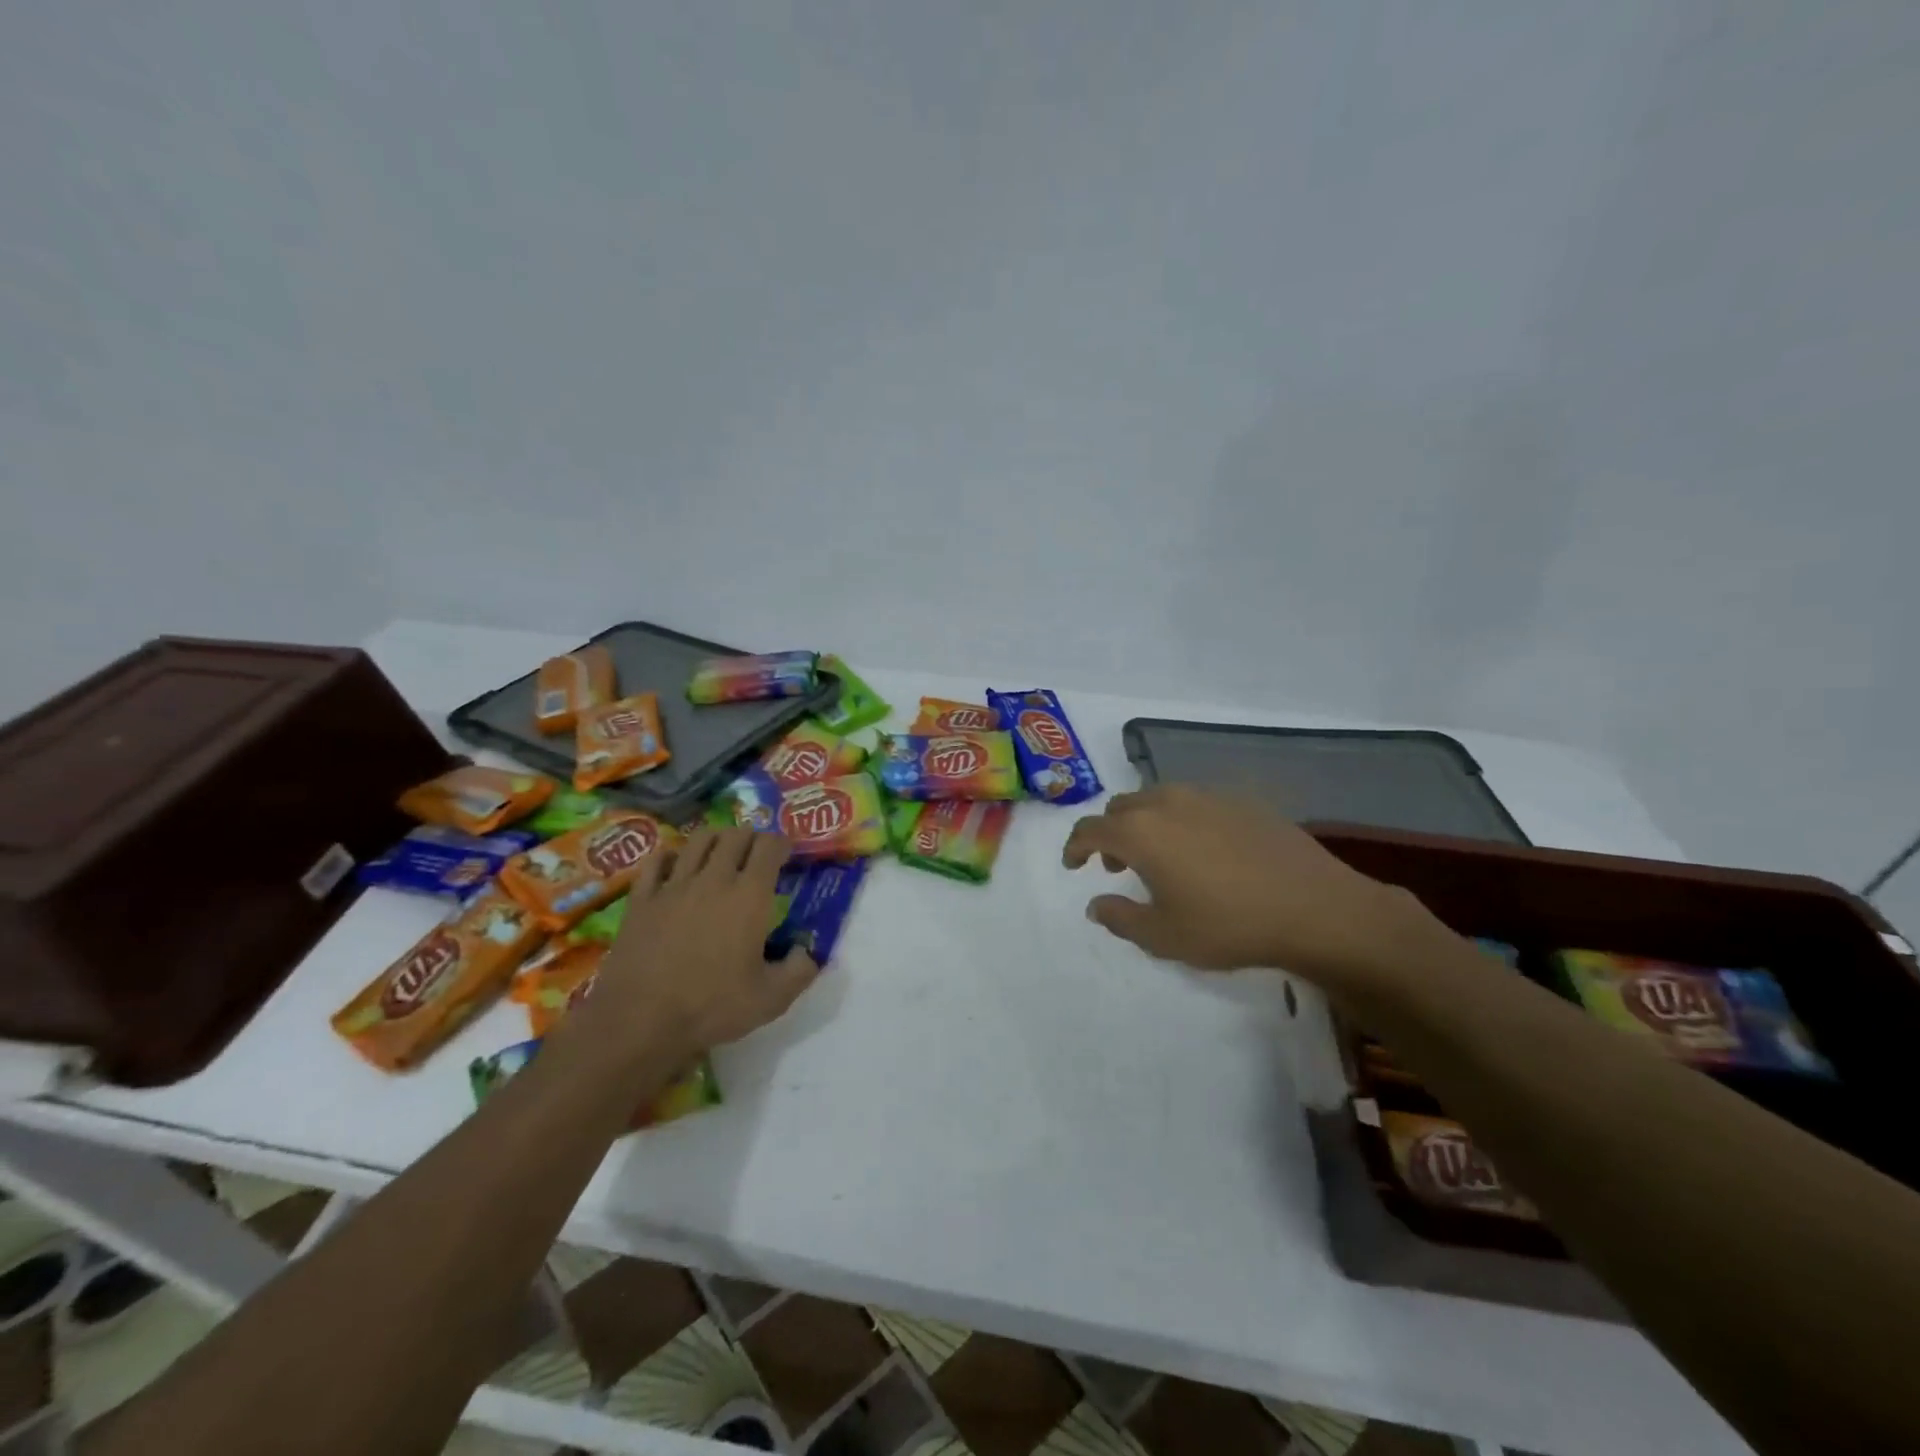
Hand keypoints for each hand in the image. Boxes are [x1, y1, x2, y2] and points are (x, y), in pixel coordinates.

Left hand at [593, 827, 817, 1054]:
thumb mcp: (771, 999)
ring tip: (721, 852)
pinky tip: (674, 865)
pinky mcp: (641, 899)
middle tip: (757, 854)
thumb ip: (800, 971)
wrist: (639, 1021)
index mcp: (750, 896)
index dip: (782, 843)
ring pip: (698, 840)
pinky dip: (670, 857)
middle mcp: (714, 879)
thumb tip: (808, 952)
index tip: (787, 854)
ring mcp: (673, 886)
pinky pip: (656, 862)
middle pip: (735, 835)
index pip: (770, 846)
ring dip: (716, 839)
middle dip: (752, 837)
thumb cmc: (711, 1007)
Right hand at [1062, 786, 1423, 987]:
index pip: (1090, 829)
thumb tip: (1096, 903)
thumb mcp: (1164, 936)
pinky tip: (1204, 851)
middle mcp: (1167, 802)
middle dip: (1110, 833)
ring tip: (1161, 857)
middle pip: (1121, 806)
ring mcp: (1207, 796)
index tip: (1074, 865)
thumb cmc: (1229, 926)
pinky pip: (1195, 802)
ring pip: (1158, 798)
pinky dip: (1181, 820)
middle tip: (1118, 866)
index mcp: (1140, 832)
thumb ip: (1120, 918)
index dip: (1075, 847)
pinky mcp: (1242, 800)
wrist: (1315, 909)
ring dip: (1145, 822)